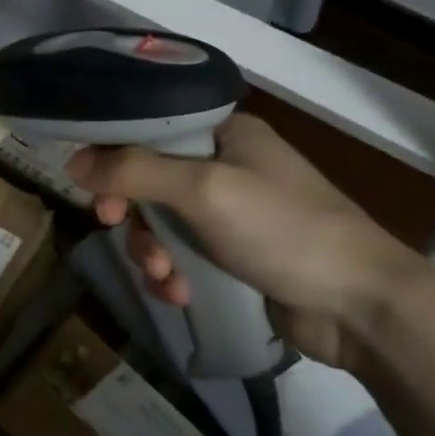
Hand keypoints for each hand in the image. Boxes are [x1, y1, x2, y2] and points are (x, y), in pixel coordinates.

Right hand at [67, 114, 431, 368]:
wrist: (361, 307)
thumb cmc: (284, 230)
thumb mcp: (203, 190)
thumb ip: (134, 171)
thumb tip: (73, 162)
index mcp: (223, 133)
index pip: (148, 128)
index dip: (113, 155)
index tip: (94, 189)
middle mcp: (224, 165)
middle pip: (146, 179)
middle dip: (131, 213)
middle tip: (115, 229)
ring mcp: (229, 212)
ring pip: (159, 222)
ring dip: (150, 250)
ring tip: (164, 276)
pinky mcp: (232, 254)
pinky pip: (179, 254)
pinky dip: (171, 273)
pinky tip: (178, 294)